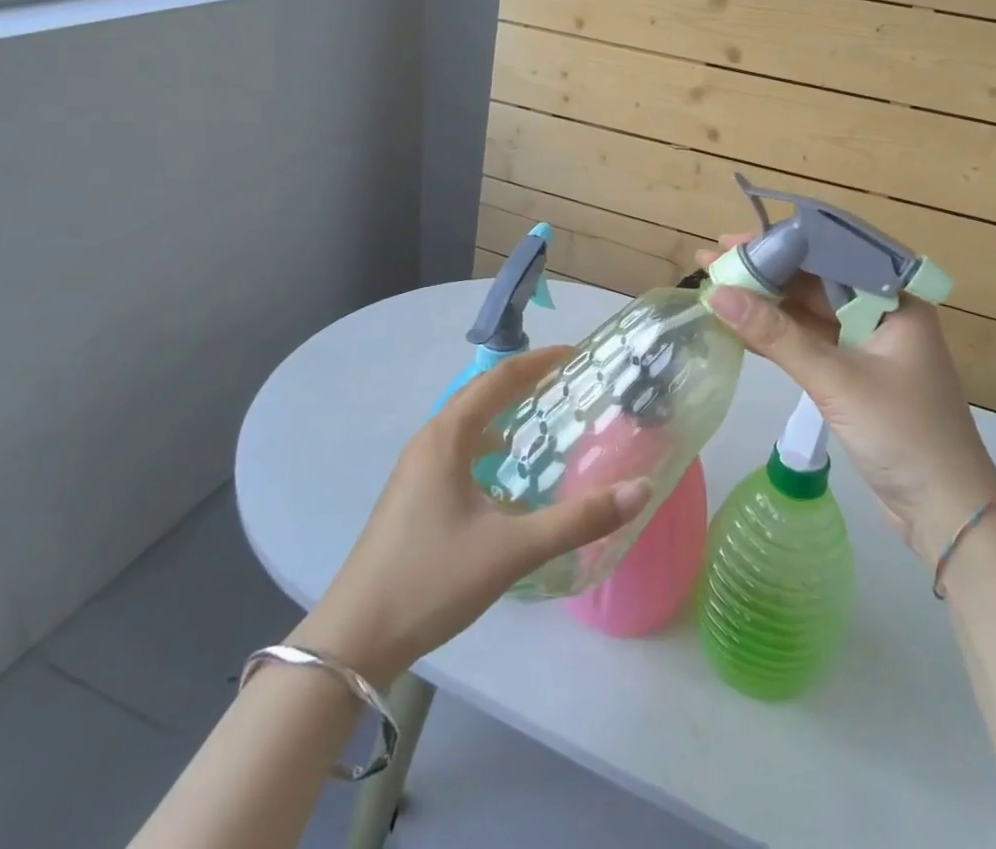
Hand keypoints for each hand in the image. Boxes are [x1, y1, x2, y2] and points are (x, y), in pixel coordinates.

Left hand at [291, 347, 653, 681]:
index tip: (576, 354)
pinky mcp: (413, 493)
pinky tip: (507, 469)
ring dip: (504, 411)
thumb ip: (578, 521)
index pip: (499, 379)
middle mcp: (429, 440)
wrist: (355, 639)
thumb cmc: (432, 580)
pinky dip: (488, 441)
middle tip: (568, 382)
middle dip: (524, 381)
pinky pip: (458, 447)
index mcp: (447, 436)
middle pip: (481, 393)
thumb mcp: (512, 550)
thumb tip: (640, 490)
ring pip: (467, 422)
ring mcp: (416, 468)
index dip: (538, 361)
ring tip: (543, 416)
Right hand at [699, 238, 995, 566]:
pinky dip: (777, 335)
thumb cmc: (902, 433)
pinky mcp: (854, 373)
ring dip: (766, 304)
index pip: (828, 255)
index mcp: (893, 299)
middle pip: (814, 281)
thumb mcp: (835, 379)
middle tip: (713, 262)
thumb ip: (775, 335)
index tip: (731, 243)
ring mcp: (867, 344)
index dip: (776, 246)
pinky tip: (739, 326)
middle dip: (764, 273)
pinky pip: (810, 341)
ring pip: (808, 312)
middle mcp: (882, 312)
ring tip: (716, 287)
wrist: (946, 511)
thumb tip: (717, 294)